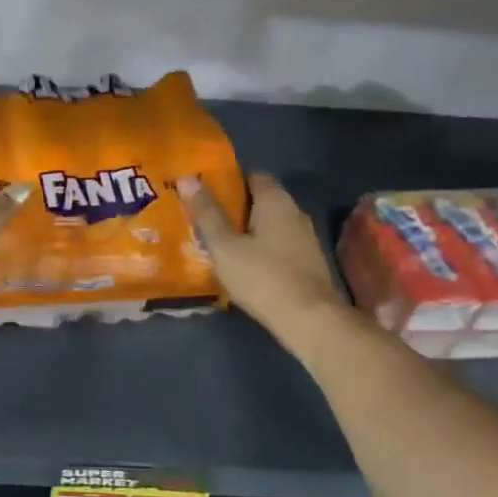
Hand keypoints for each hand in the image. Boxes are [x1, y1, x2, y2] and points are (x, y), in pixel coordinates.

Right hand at [181, 172, 343, 337]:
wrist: (310, 320)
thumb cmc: (263, 277)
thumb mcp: (225, 246)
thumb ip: (207, 213)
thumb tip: (187, 178)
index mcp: (276, 201)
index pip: (254, 176)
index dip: (230, 181)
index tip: (207, 193)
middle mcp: (295, 213)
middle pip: (263, 201)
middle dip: (237, 208)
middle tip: (208, 219)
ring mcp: (306, 240)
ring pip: (272, 226)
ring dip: (250, 231)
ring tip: (222, 244)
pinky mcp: (309, 264)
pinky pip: (280, 246)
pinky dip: (263, 250)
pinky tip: (246, 266)